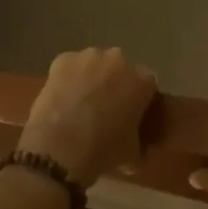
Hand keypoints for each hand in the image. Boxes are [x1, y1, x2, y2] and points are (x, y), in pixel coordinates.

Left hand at [17, 48, 157, 188]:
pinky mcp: (63, 59)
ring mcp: (89, 56)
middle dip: (115, 85)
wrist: (60, 149)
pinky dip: (68, 78)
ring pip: (95, 64)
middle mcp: (119, 60)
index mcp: (143, 81)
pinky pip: (71, 66)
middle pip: (121, 69)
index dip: (139, 100)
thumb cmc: (104, 151)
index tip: (131, 115)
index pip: (147, 85)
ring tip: (81, 104)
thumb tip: (135, 138)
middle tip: (105, 110)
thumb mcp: (133, 151)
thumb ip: (139, 136)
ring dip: (92, 78)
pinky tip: (62, 99)